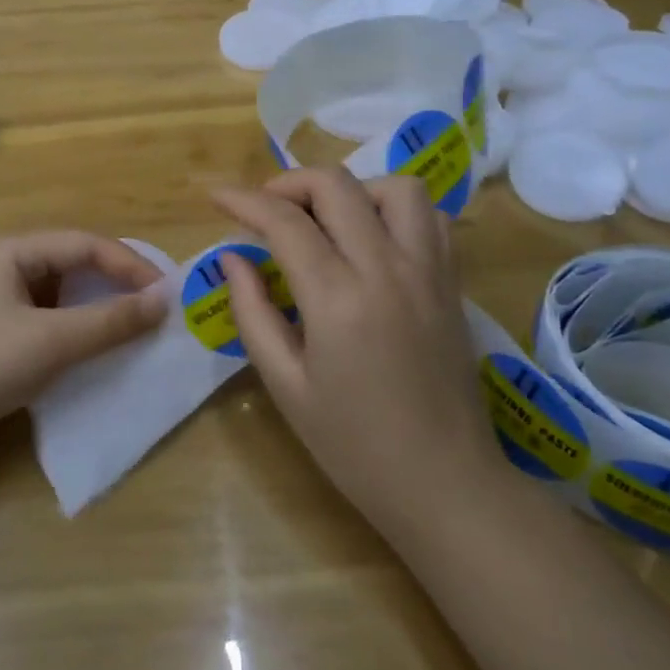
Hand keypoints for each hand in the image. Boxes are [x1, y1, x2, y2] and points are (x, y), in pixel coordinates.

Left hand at [0, 232, 164, 459]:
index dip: (129, 264)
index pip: (84, 244)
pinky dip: (71, 321)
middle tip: (152, 304)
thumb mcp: (51, 343)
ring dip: (93, 302)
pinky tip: (87, 340)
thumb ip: (110, 321)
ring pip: (57, 287)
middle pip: (70, 260)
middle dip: (113, 280)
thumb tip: (164, 301)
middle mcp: (0, 260)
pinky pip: (42, 310)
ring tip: (128, 321)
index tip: (166, 292)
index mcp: (10, 250)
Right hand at [213, 168, 514, 545]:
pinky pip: (431, 217)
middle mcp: (386, 268)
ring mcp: (428, 271)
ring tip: (325, 219)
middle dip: (288, 183)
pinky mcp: (452, 282)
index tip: (217, 197)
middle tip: (265, 210)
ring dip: (350, 189)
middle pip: (336, 185)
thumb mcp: (285, 385)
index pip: (284, 221)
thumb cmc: (354, 445)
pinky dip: (395, 209)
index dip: (243, 200)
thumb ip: (253, 311)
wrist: (446, 486)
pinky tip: (372, 237)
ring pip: (394, 187)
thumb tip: (233, 257)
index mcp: (338, 299)